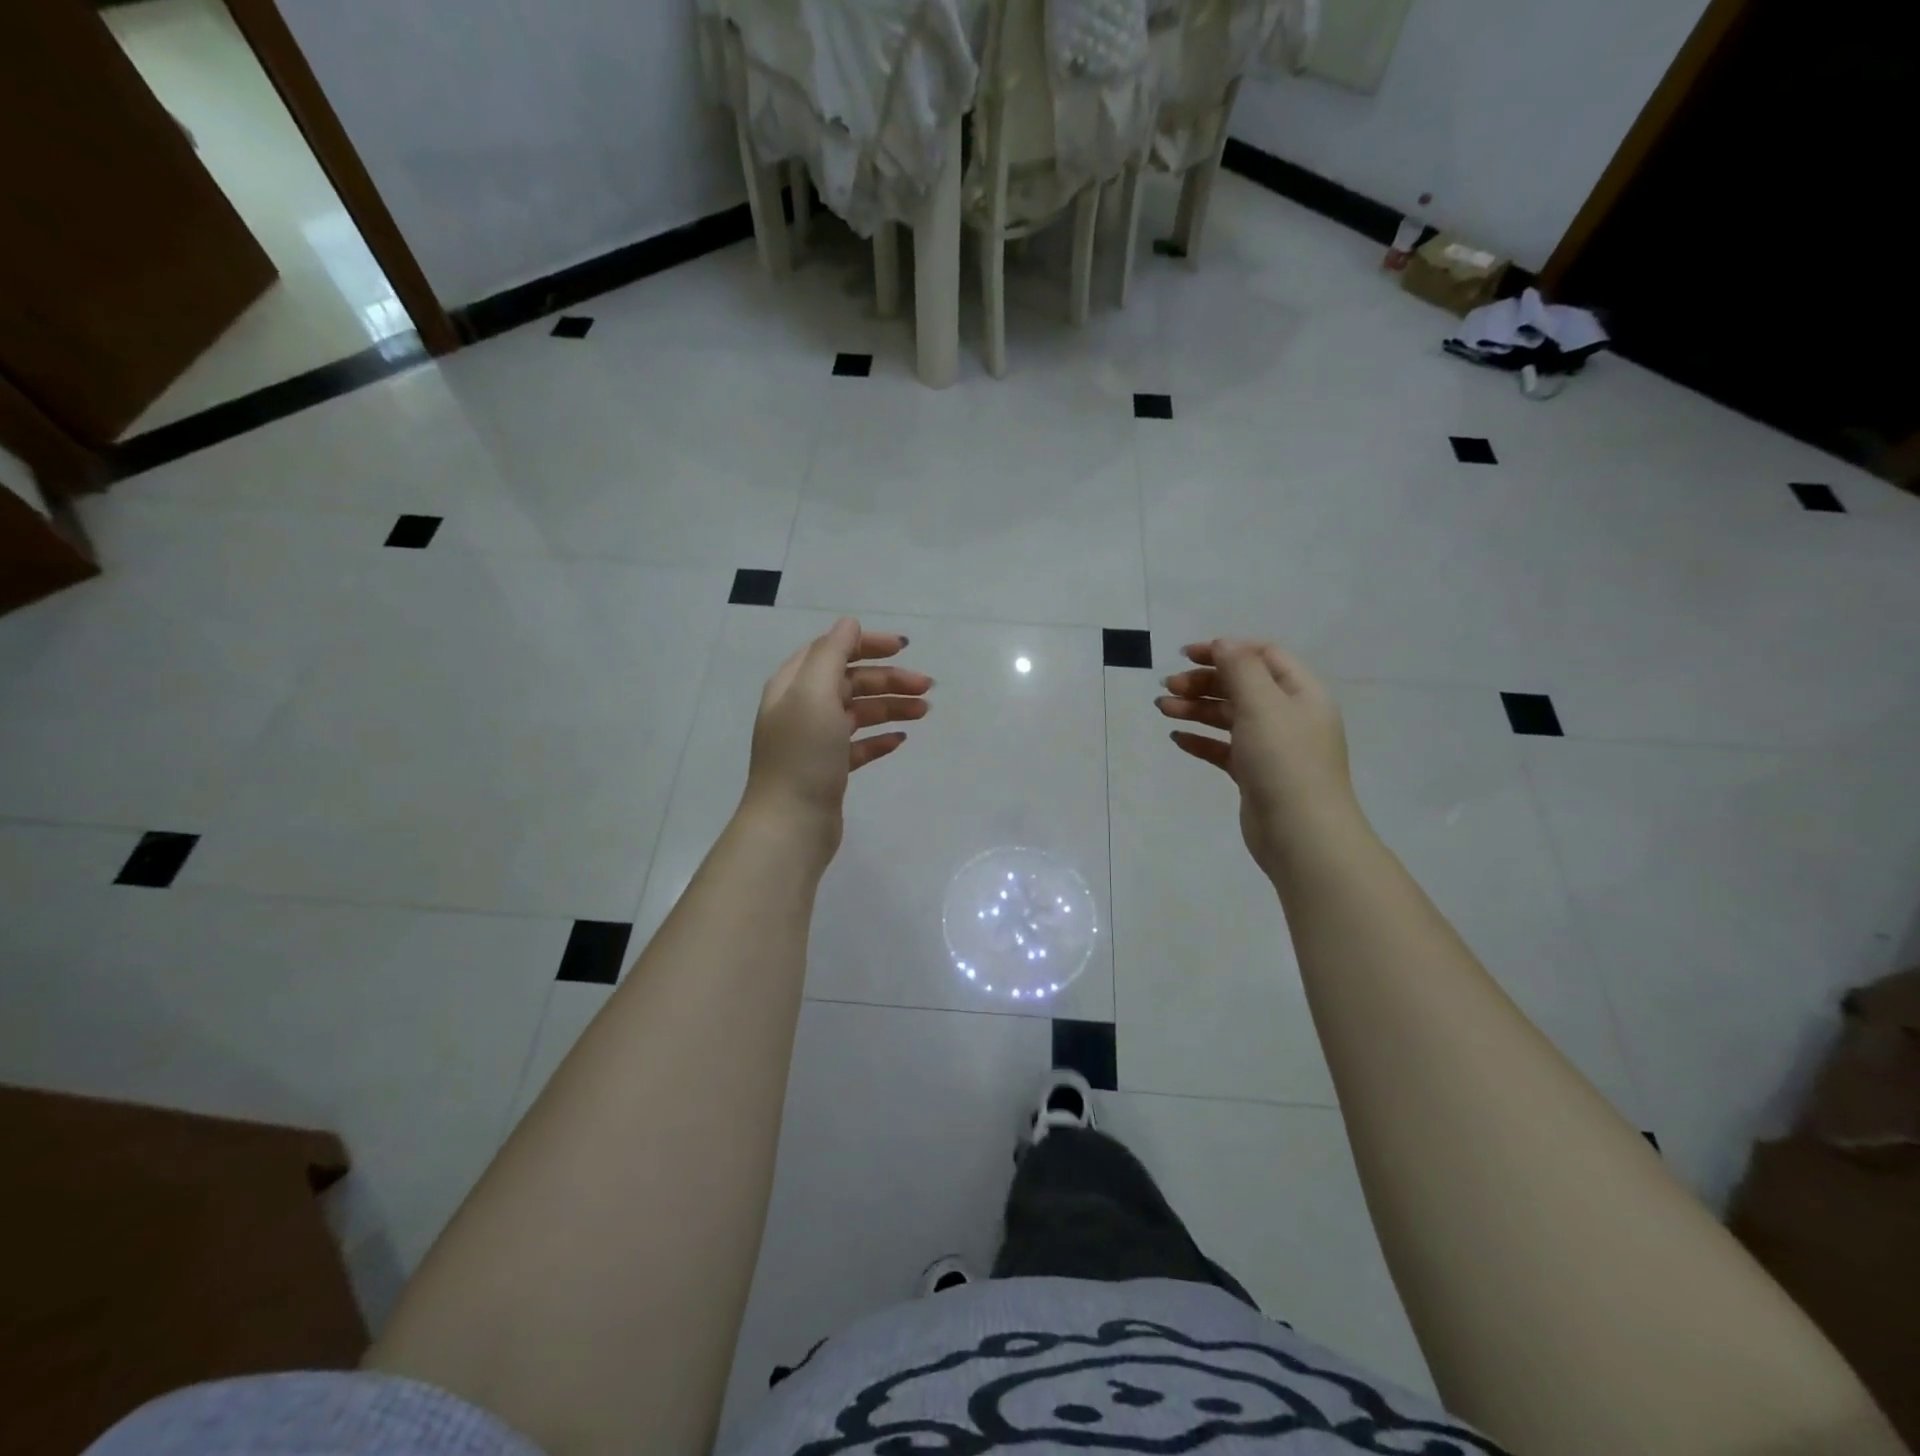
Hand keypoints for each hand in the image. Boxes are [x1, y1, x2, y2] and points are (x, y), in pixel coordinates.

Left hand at [742, 617, 931, 855]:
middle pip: (850, 681)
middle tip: (927, 687)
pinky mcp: (829, 769)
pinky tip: (901, 740)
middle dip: (889, 679)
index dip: (866, 644)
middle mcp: (802, 708)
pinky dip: (880, 738)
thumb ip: (832, 654)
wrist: (791, 824)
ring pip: (859, 712)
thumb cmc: (803, 755)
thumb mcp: (814, 694)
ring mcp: (816, 740)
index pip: (832, 650)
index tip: (903, 648)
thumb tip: (849, 624)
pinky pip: (859, 745)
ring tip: (924, 712)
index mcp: (794, 685)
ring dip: (891, 706)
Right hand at [1156, 639, 1358, 875]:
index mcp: (1301, 693)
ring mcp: (1272, 747)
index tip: (1186, 655)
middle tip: (1168, 687)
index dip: (1225, 650)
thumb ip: (1241, 668)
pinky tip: (1177, 738)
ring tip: (1162, 709)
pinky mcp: (1255, 774)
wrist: (1301, 834)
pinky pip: (1224, 749)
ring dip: (1196, 708)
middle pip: (1241, 685)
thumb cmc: (1284, 761)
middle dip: (1203, 681)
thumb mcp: (1263, 704)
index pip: (1263, 656)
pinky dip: (1201, 740)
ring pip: (1229, 717)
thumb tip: (1223, 643)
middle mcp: (1289, 715)